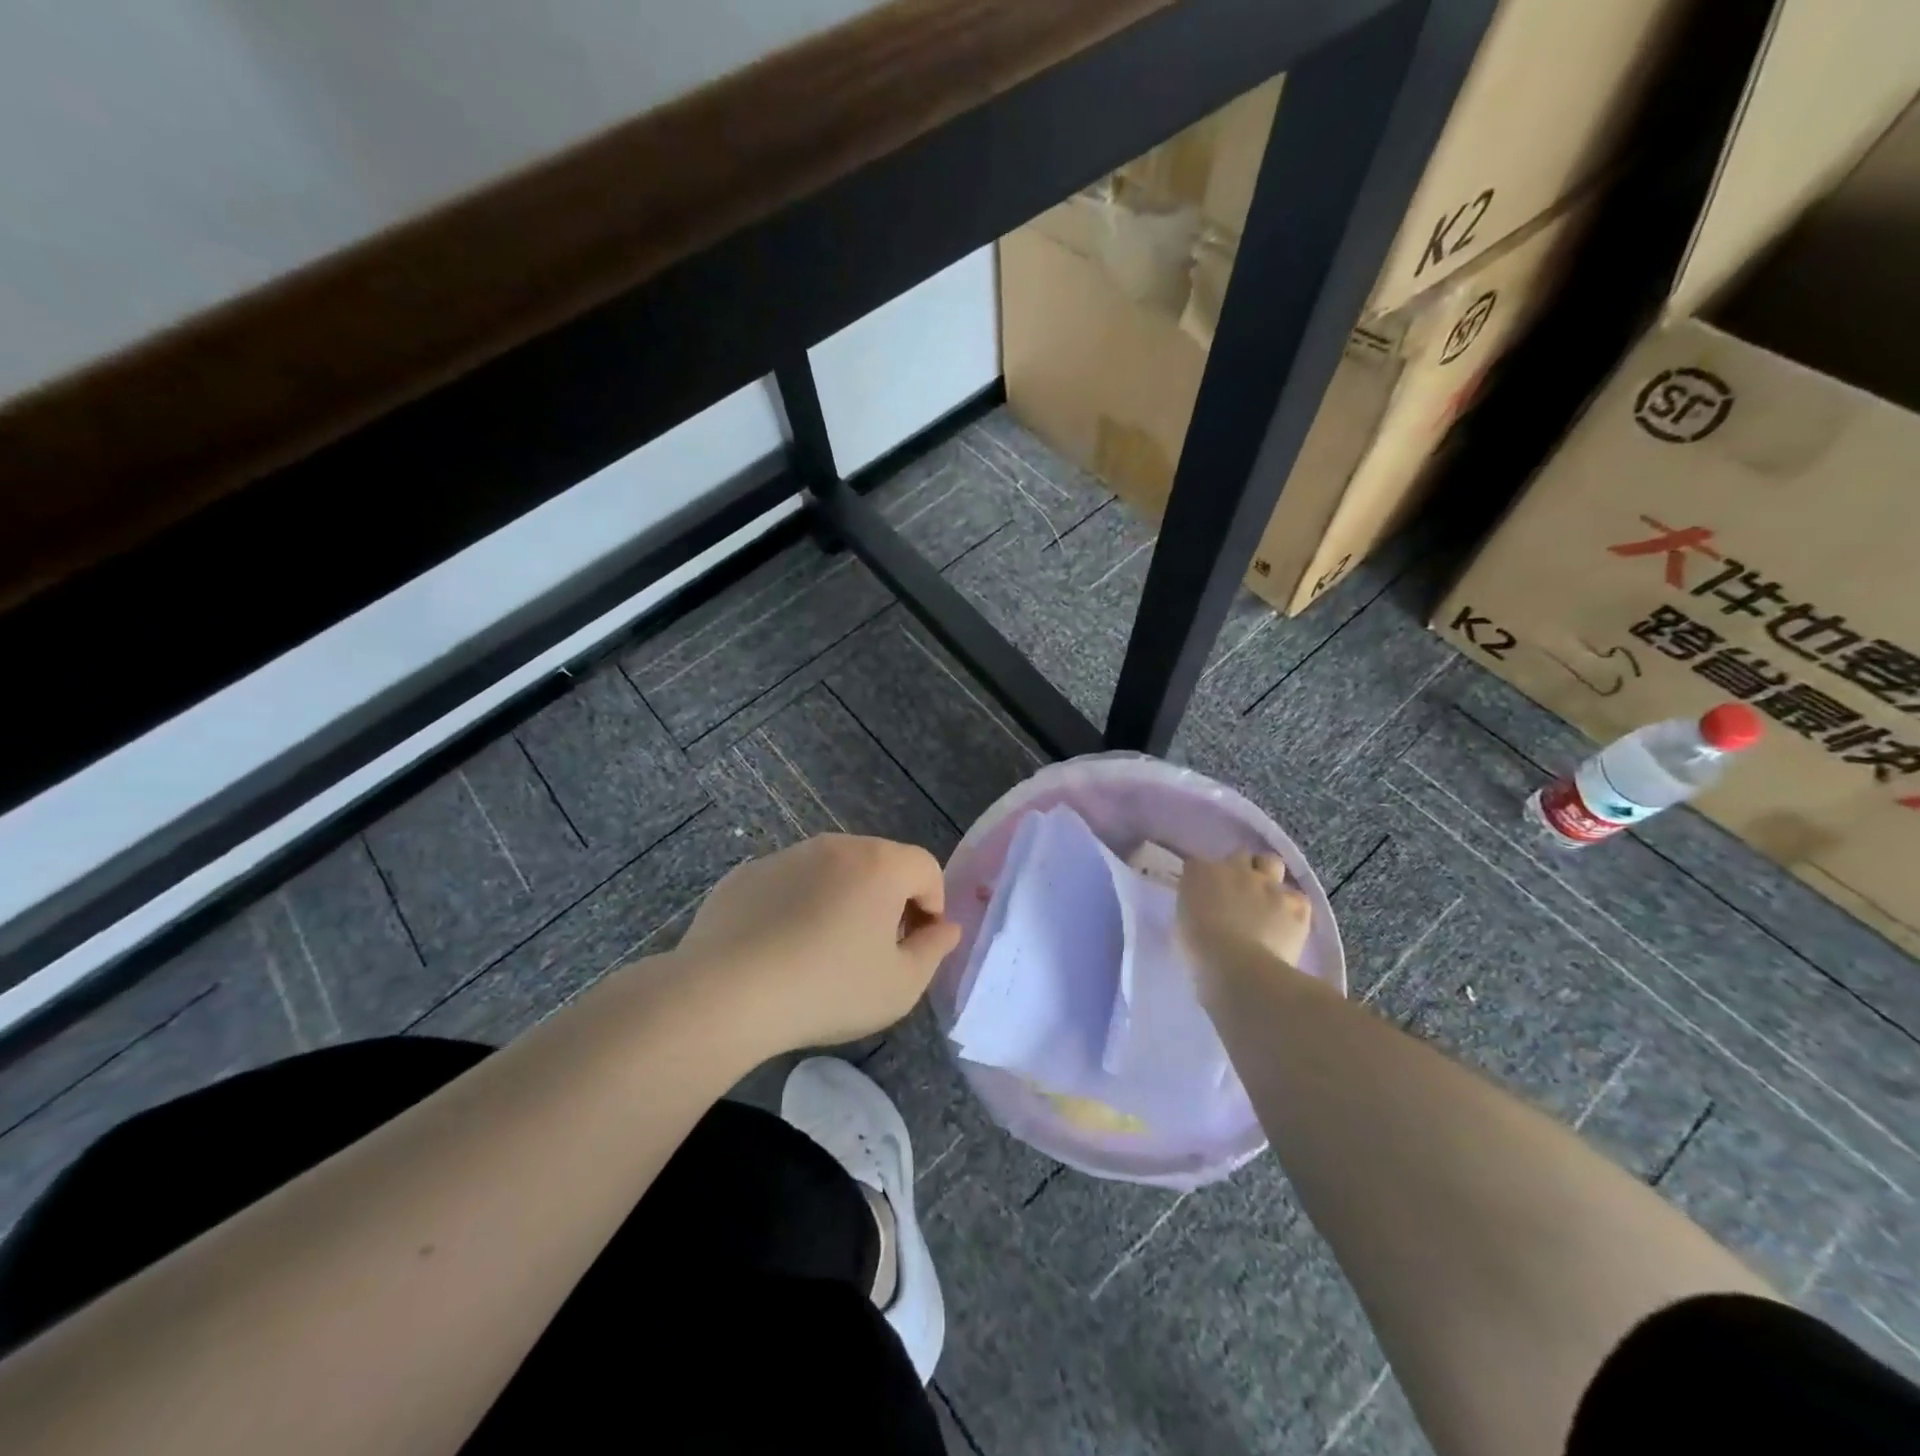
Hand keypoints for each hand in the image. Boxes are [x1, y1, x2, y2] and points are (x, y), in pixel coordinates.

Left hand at [677, 834, 961, 1051]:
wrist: (725, 994)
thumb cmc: (827, 989)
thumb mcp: (900, 986)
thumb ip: (934, 951)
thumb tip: (946, 928)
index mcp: (879, 864)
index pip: (926, 868)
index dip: (932, 906)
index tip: (916, 946)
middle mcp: (835, 846)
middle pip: (880, 864)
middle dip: (889, 901)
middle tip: (875, 951)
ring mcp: (786, 855)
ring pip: (832, 872)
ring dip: (842, 901)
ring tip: (824, 952)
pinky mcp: (747, 874)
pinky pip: (789, 884)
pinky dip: (797, 906)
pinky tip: (780, 949)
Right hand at [1177, 852, 1313, 997]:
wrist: (1239, 968)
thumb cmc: (1199, 951)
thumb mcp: (1183, 923)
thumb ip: (1195, 906)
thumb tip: (1205, 909)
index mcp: (1200, 873)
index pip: (1198, 864)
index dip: (1203, 878)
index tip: (1204, 894)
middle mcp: (1235, 869)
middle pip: (1239, 855)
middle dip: (1239, 870)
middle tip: (1238, 893)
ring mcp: (1269, 883)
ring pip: (1271, 863)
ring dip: (1268, 875)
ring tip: (1267, 898)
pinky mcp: (1296, 902)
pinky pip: (1297, 897)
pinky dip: (1292, 908)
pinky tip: (1287, 925)